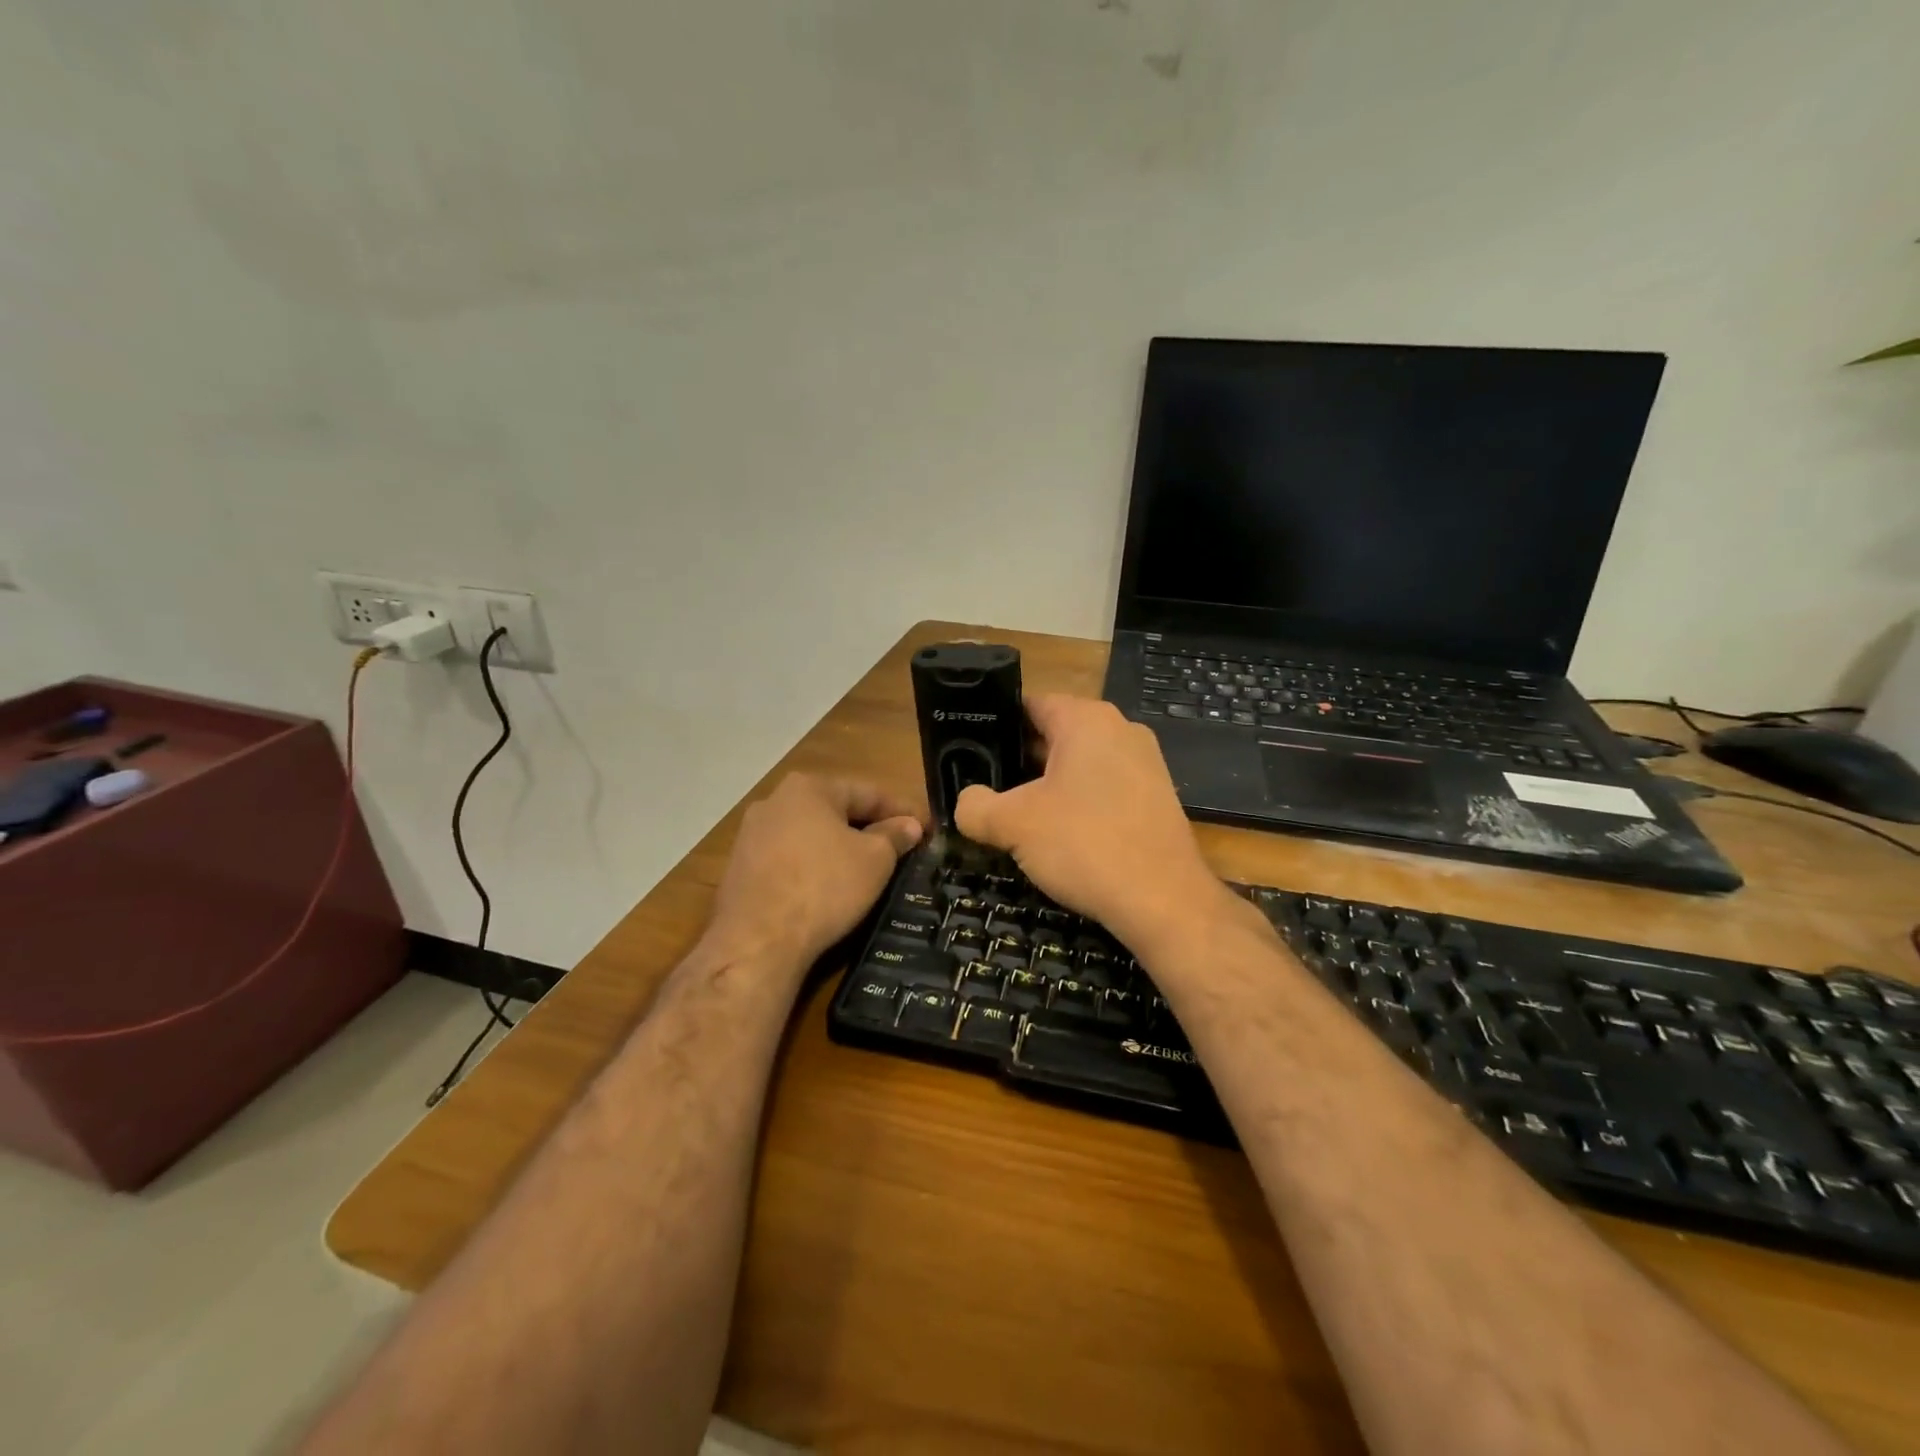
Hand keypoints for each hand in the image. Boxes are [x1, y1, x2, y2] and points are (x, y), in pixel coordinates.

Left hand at [707, 774, 923, 969]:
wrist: (758, 941)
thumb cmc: (824, 887)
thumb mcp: (875, 860)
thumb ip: (894, 836)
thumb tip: (909, 825)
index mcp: (809, 788)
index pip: (868, 792)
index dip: (903, 811)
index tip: (928, 828)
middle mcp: (774, 801)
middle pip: (836, 810)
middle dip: (869, 827)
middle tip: (901, 848)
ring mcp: (751, 835)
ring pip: (810, 835)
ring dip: (840, 848)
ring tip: (868, 870)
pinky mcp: (740, 868)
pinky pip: (789, 859)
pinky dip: (814, 867)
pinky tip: (829, 888)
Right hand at [954, 695, 1227, 950]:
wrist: (1164, 901)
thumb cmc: (1084, 844)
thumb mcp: (1013, 824)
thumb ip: (975, 806)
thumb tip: (965, 803)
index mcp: (1087, 719)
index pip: (1029, 704)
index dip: (994, 725)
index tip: (969, 751)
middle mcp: (1121, 730)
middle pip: (1055, 734)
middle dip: (1019, 760)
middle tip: (986, 788)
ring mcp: (1145, 764)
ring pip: (1080, 764)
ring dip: (1048, 786)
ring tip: (1016, 816)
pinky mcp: (1157, 798)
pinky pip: (1105, 788)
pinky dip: (1079, 804)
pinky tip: (1060, 837)